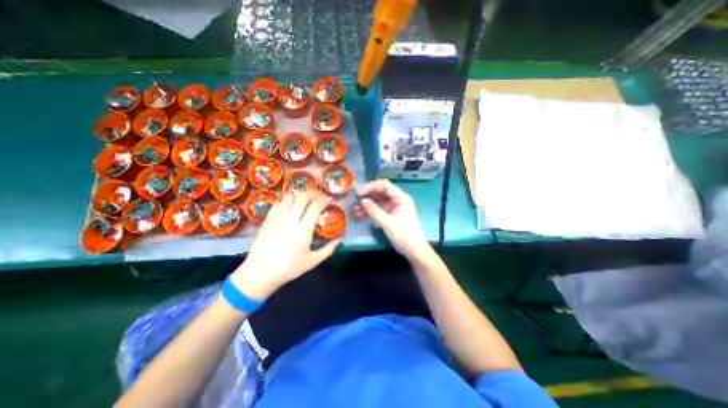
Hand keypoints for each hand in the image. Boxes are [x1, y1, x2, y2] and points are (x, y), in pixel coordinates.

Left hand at [231, 191, 343, 298]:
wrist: (260, 272)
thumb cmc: (289, 268)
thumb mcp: (313, 261)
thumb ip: (329, 249)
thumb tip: (340, 240)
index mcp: (303, 230)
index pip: (315, 207)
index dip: (324, 200)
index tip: (330, 199)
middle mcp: (290, 220)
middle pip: (303, 198)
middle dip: (313, 194)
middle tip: (319, 196)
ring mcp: (277, 218)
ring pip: (289, 197)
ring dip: (300, 195)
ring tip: (305, 199)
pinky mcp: (268, 219)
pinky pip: (278, 203)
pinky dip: (287, 200)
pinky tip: (290, 205)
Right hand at [354, 180, 427, 259]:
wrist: (414, 251)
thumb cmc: (404, 235)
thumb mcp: (388, 223)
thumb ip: (374, 211)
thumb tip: (362, 200)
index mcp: (401, 198)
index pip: (385, 186)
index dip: (371, 187)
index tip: (359, 193)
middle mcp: (398, 200)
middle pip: (380, 192)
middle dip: (367, 196)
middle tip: (355, 200)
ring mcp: (394, 207)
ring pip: (378, 201)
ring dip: (367, 204)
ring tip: (355, 210)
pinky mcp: (390, 215)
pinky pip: (378, 209)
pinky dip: (370, 211)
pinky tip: (360, 214)